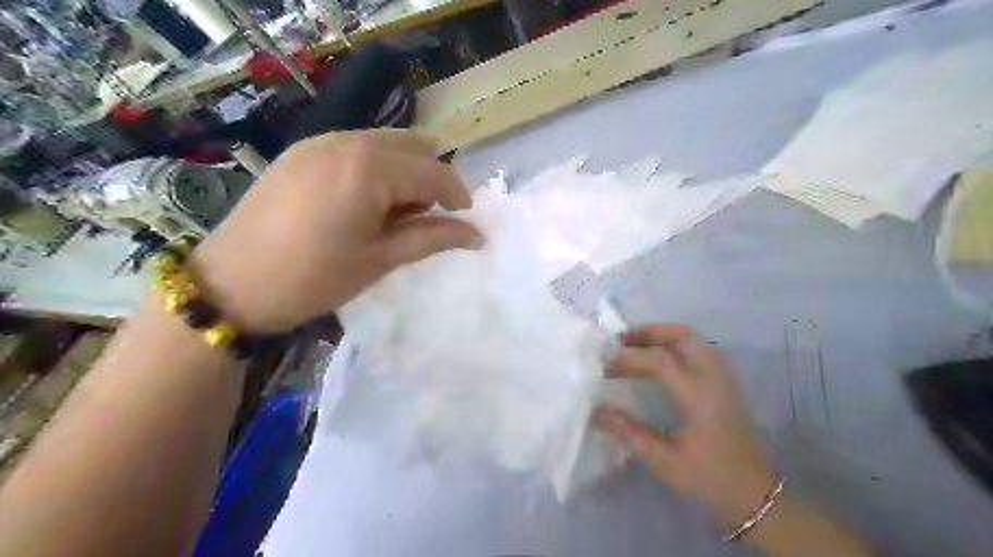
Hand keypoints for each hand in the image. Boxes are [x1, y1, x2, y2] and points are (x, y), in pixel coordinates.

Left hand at [190, 129, 480, 332]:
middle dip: (431, 178)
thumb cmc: (315, 277)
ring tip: (395, 214)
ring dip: (404, 171)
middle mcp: (347, 141)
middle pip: (413, 145)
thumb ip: (433, 238)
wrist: (232, 284)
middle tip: (428, 218)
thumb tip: (476, 235)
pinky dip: (375, 168)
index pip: (433, 172)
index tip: (465, 221)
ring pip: (385, 143)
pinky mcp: (302, 151)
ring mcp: (320, 141)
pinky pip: (356, 147)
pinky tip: (364, 202)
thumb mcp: (382, 259)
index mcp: (370, 168)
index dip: (457, 195)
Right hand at [587, 327, 774, 530]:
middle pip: (682, 337)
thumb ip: (629, 433)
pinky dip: (674, 345)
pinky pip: (699, 350)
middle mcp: (713, 379)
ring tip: (635, 346)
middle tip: (620, 340)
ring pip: (693, 340)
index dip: (628, 359)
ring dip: (662, 336)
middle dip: (649, 333)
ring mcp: (722, 379)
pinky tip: (659, 360)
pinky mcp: (725, 385)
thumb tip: (595, 411)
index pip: (660, 362)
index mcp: (699, 397)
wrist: (754, 496)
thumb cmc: (709, 479)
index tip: (603, 367)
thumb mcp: (664, 462)